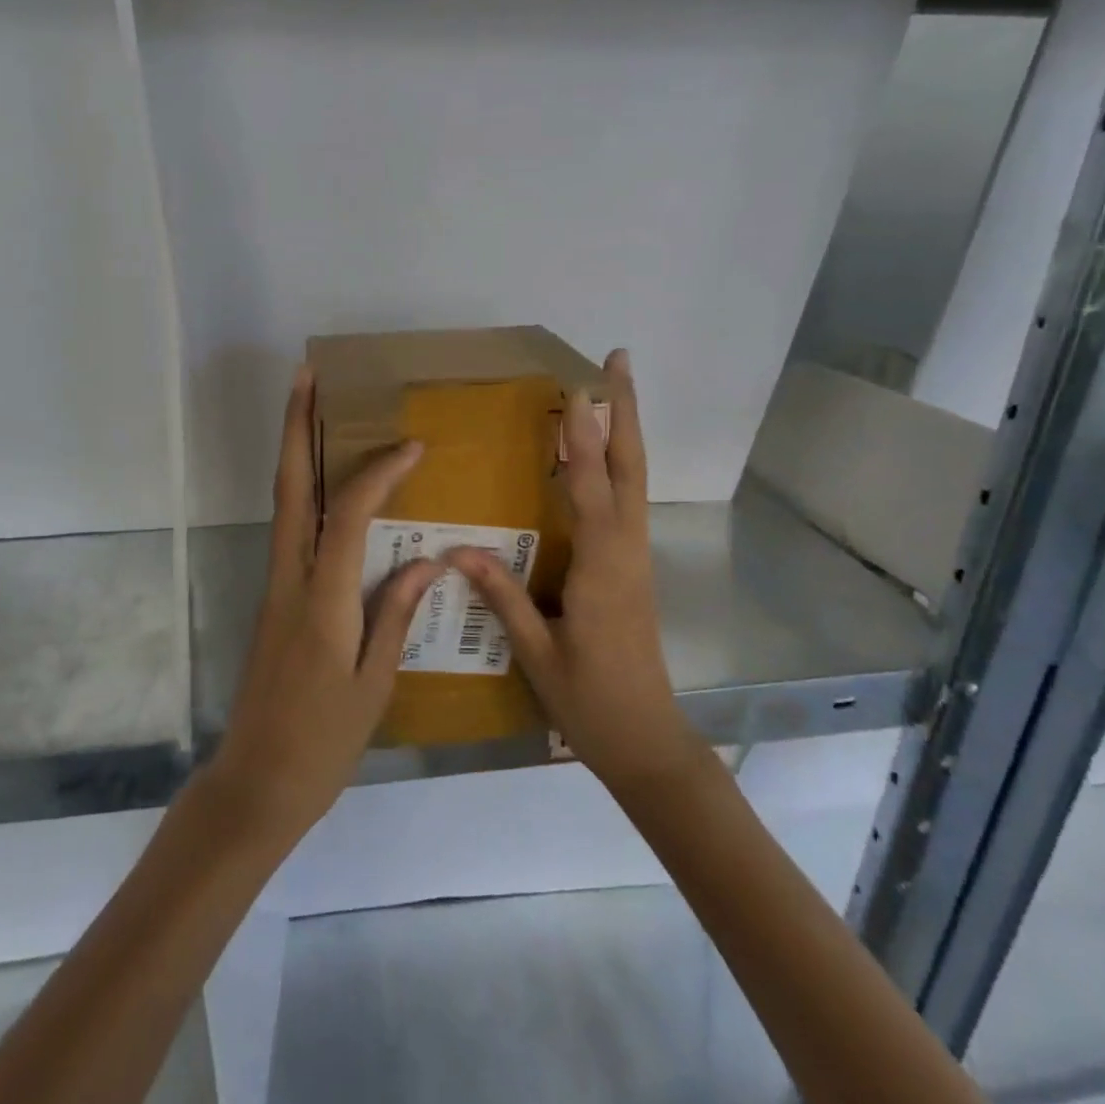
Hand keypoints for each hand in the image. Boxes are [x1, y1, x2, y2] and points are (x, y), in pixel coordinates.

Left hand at [210, 365, 440, 840]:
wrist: (256, 782)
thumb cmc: (323, 742)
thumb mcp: (373, 684)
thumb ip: (395, 614)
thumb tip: (428, 561)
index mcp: (322, 600)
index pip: (348, 515)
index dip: (378, 474)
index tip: (411, 446)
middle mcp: (290, 579)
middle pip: (289, 488)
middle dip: (296, 428)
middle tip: (306, 377)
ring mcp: (275, 585)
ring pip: (283, 503)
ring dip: (295, 452)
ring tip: (314, 411)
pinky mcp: (273, 598)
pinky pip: (290, 529)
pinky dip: (305, 492)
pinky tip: (328, 487)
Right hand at [452, 350, 694, 794]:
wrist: (648, 740)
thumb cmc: (590, 701)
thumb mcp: (537, 654)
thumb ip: (501, 597)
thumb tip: (456, 550)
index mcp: (601, 569)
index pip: (590, 490)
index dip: (583, 438)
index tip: (578, 389)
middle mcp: (626, 551)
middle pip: (630, 469)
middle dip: (624, 412)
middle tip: (618, 362)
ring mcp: (636, 558)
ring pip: (635, 481)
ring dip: (625, 431)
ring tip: (611, 390)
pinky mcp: (634, 567)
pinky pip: (629, 502)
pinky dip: (619, 465)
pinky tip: (602, 456)